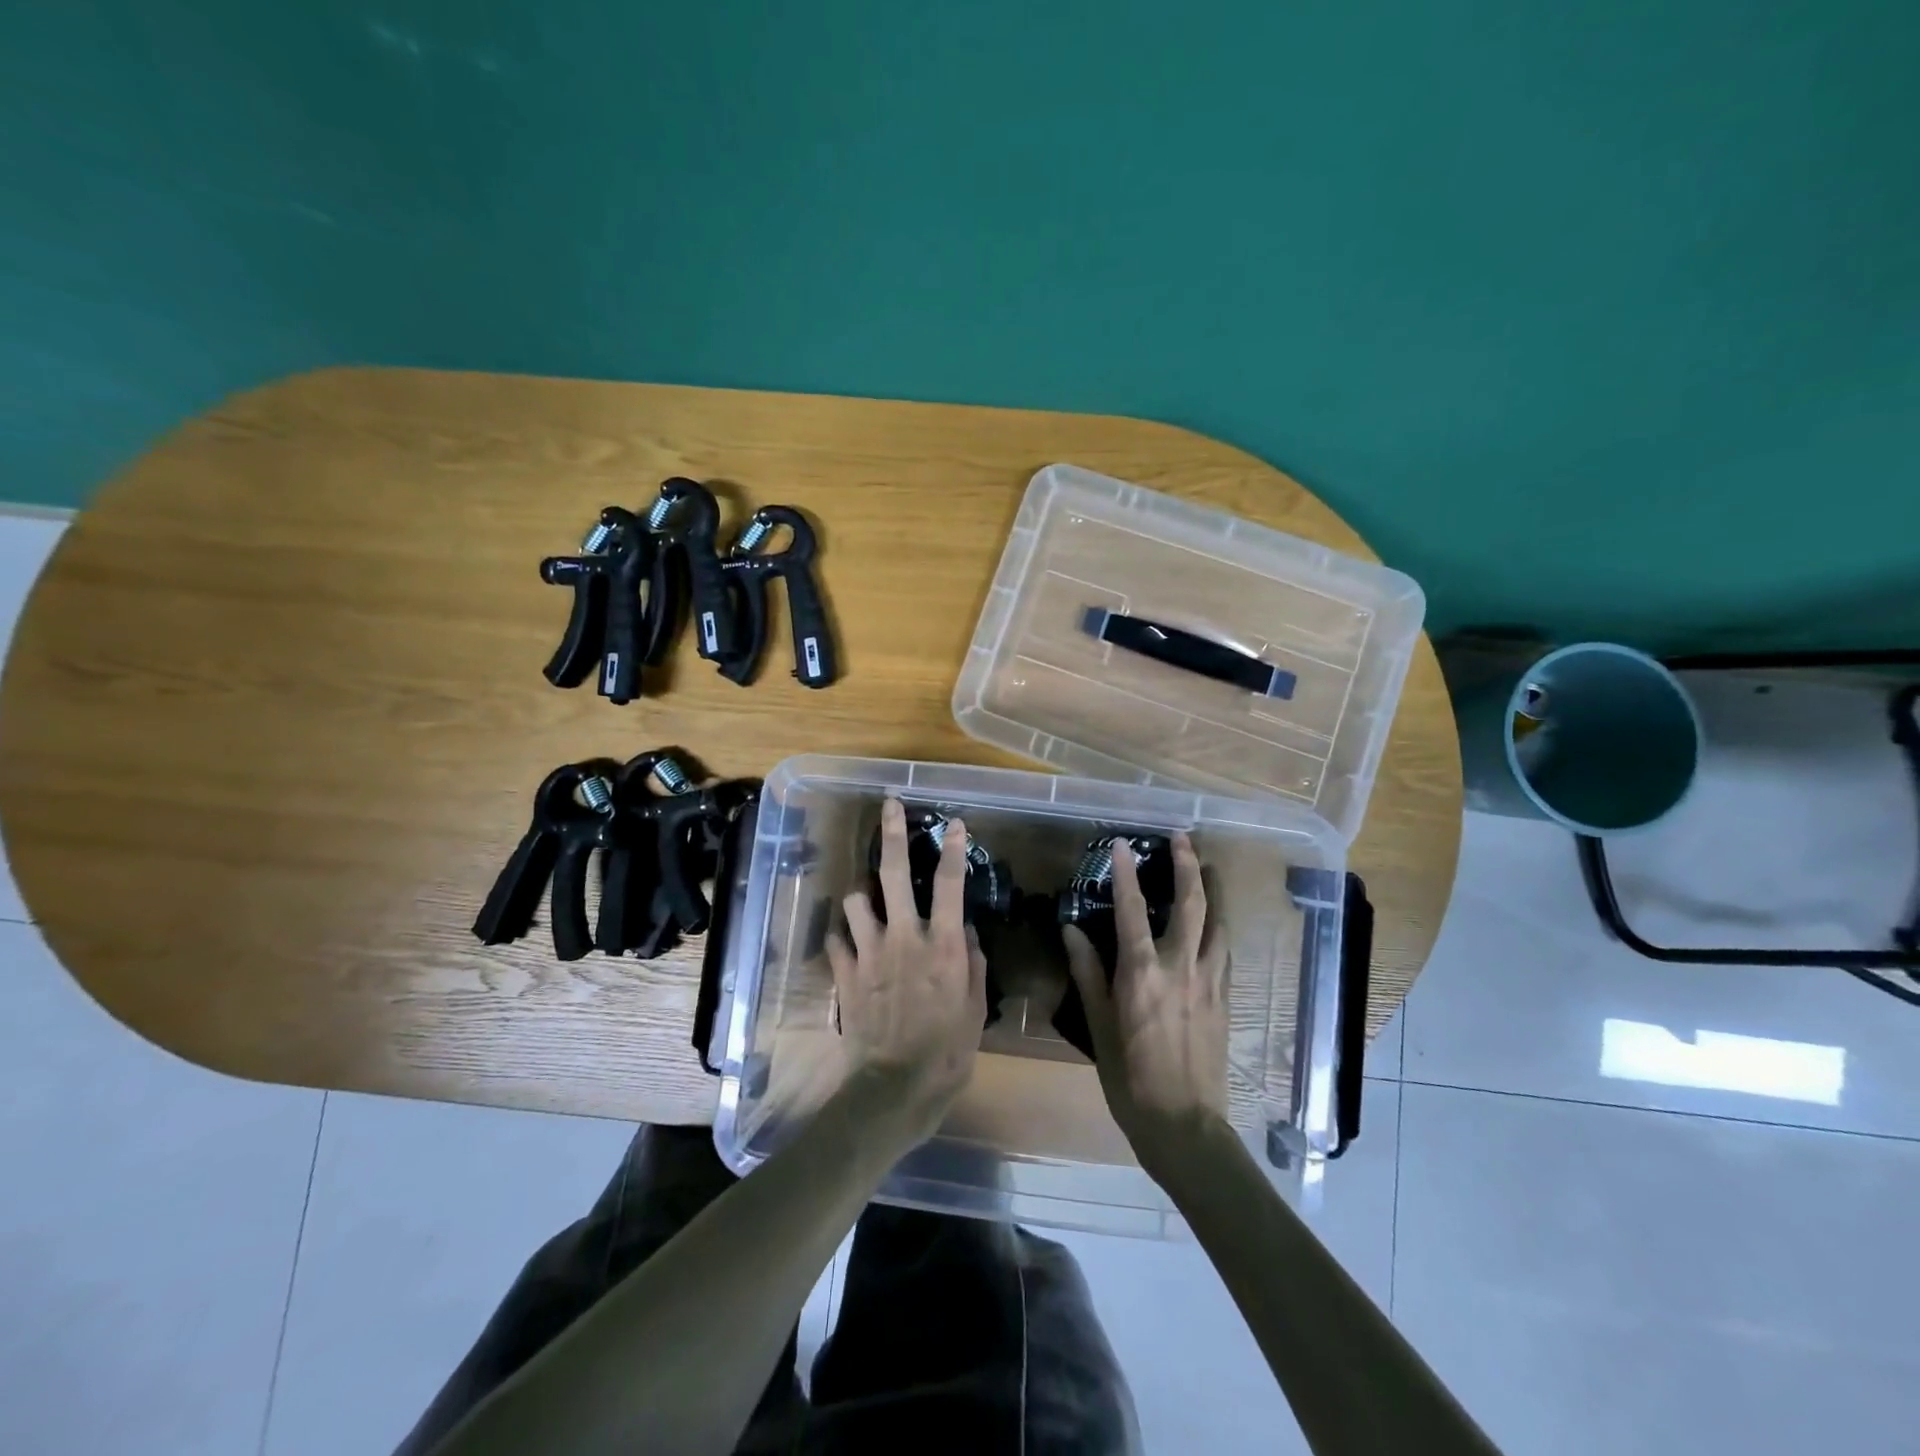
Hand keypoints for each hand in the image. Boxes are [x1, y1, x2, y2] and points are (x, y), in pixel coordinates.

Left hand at [826, 798, 987, 1142]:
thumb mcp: (974, 1008)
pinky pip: (837, 938)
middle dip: (891, 835)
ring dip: (863, 895)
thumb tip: (964, 931)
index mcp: (942, 945)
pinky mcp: (845, 973)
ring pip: (856, 900)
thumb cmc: (946, 1052)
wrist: (894, 1088)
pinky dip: (843, 933)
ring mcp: (869, 953)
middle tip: (889, 808)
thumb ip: (971, 963)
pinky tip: (848, 937)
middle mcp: (904, 937)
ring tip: (869, 900)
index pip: (950, 885)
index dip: (953, 850)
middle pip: (893, 874)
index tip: (954, 824)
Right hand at [1062, 833, 1229, 1176]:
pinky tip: (1214, 923)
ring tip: (1207, 868)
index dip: (1127, 873)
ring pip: (1217, 922)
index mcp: (1142, 973)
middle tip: (1182, 838)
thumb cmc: (1131, 1078)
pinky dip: (1218, 926)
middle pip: (1190, 904)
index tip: (1122, 844)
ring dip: (1212, 890)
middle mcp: (1180, 967)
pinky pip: (1224, 950)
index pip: (1133, 909)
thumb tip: (1071, 930)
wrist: (1185, 1125)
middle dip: (1187, 866)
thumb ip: (1087, 973)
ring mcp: (1209, 981)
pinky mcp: (1225, 998)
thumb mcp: (1099, 1026)